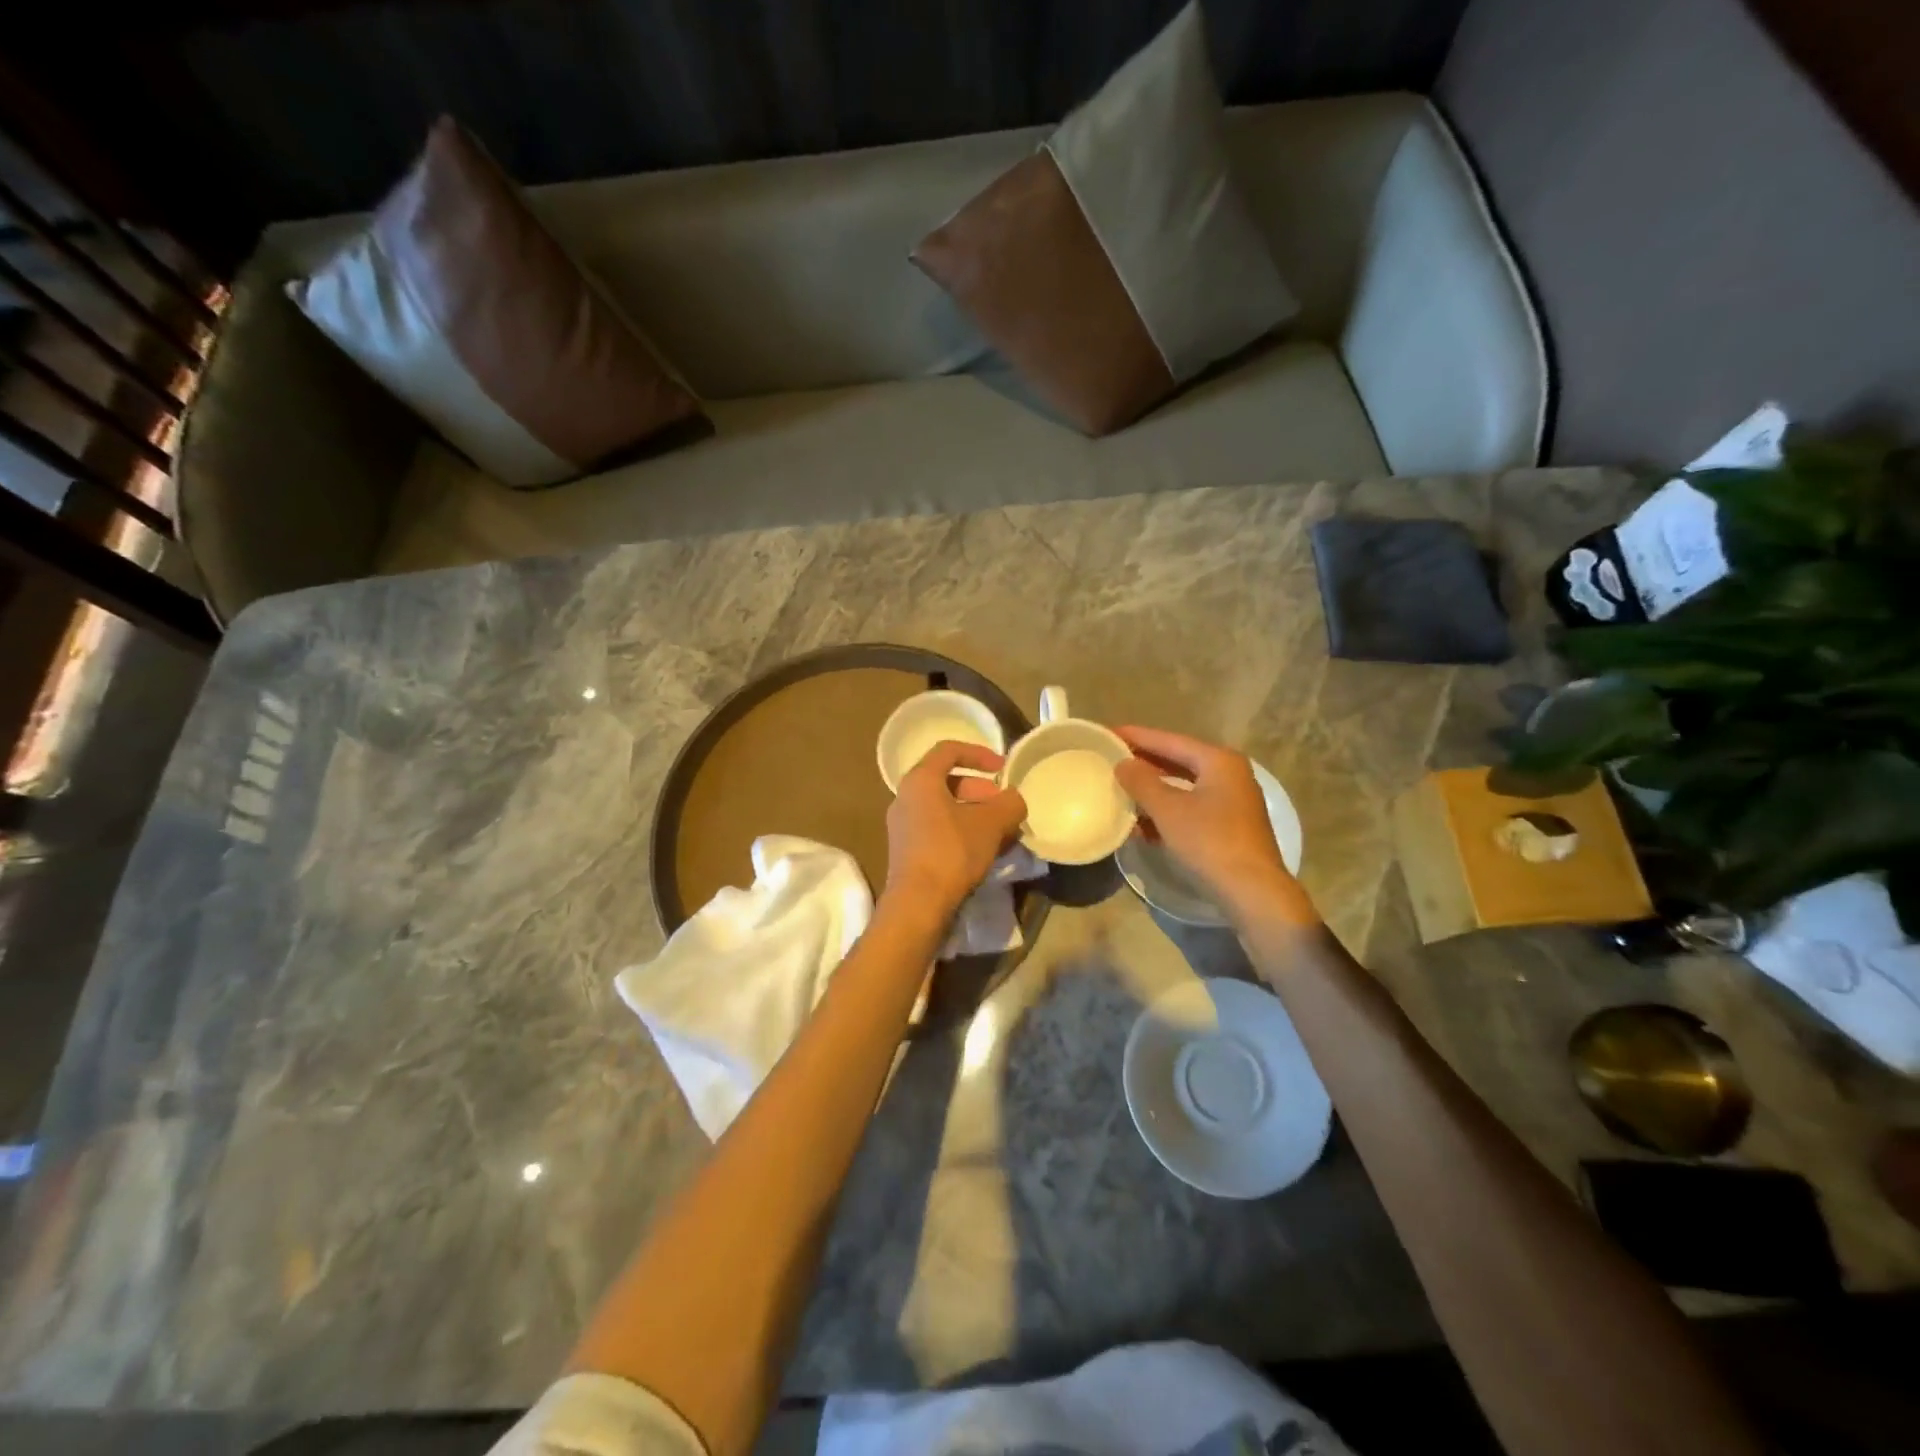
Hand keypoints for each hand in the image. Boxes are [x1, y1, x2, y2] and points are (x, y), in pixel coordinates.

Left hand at [883, 741, 1027, 921]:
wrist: (918, 904)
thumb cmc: (952, 852)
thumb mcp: (991, 823)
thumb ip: (1009, 804)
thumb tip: (1015, 800)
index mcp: (920, 781)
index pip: (949, 750)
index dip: (979, 753)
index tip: (1002, 768)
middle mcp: (905, 798)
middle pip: (947, 781)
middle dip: (980, 790)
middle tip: (1003, 805)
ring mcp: (903, 826)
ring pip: (944, 808)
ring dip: (974, 814)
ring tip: (1001, 831)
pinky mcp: (907, 851)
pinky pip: (938, 829)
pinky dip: (962, 831)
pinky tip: (985, 851)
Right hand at [1114, 725, 1317, 928]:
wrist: (1253, 892)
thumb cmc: (1209, 842)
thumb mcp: (1168, 810)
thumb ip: (1142, 782)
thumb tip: (1123, 764)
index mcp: (1219, 761)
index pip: (1170, 740)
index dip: (1138, 737)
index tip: (1109, 732)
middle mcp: (1230, 775)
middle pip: (1179, 761)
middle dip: (1145, 762)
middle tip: (1112, 758)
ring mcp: (1233, 802)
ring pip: (1184, 787)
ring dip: (1153, 790)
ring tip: (1121, 789)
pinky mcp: (1230, 827)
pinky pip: (1191, 808)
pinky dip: (1167, 811)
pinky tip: (1142, 824)